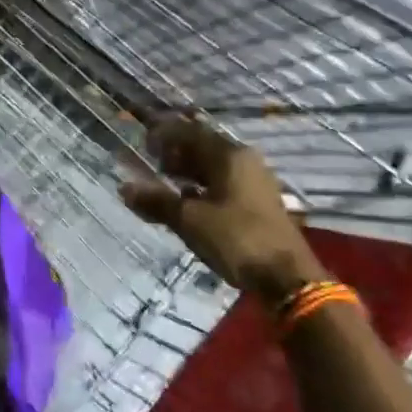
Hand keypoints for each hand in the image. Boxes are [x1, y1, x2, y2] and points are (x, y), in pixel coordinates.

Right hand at [120, 117, 323, 301]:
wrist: (287, 278)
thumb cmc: (236, 239)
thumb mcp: (190, 220)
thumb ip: (157, 201)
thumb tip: (124, 188)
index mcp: (229, 156)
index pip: (190, 132)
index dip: (165, 134)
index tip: (143, 143)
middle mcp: (244, 162)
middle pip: (204, 147)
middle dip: (176, 152)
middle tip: (152, 162)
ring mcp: (255, 183)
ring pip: (215, 167)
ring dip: (189, 170)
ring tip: (166, 181)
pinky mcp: (258, 203)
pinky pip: (224, 184)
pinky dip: (203, 186)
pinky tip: (189, 202)